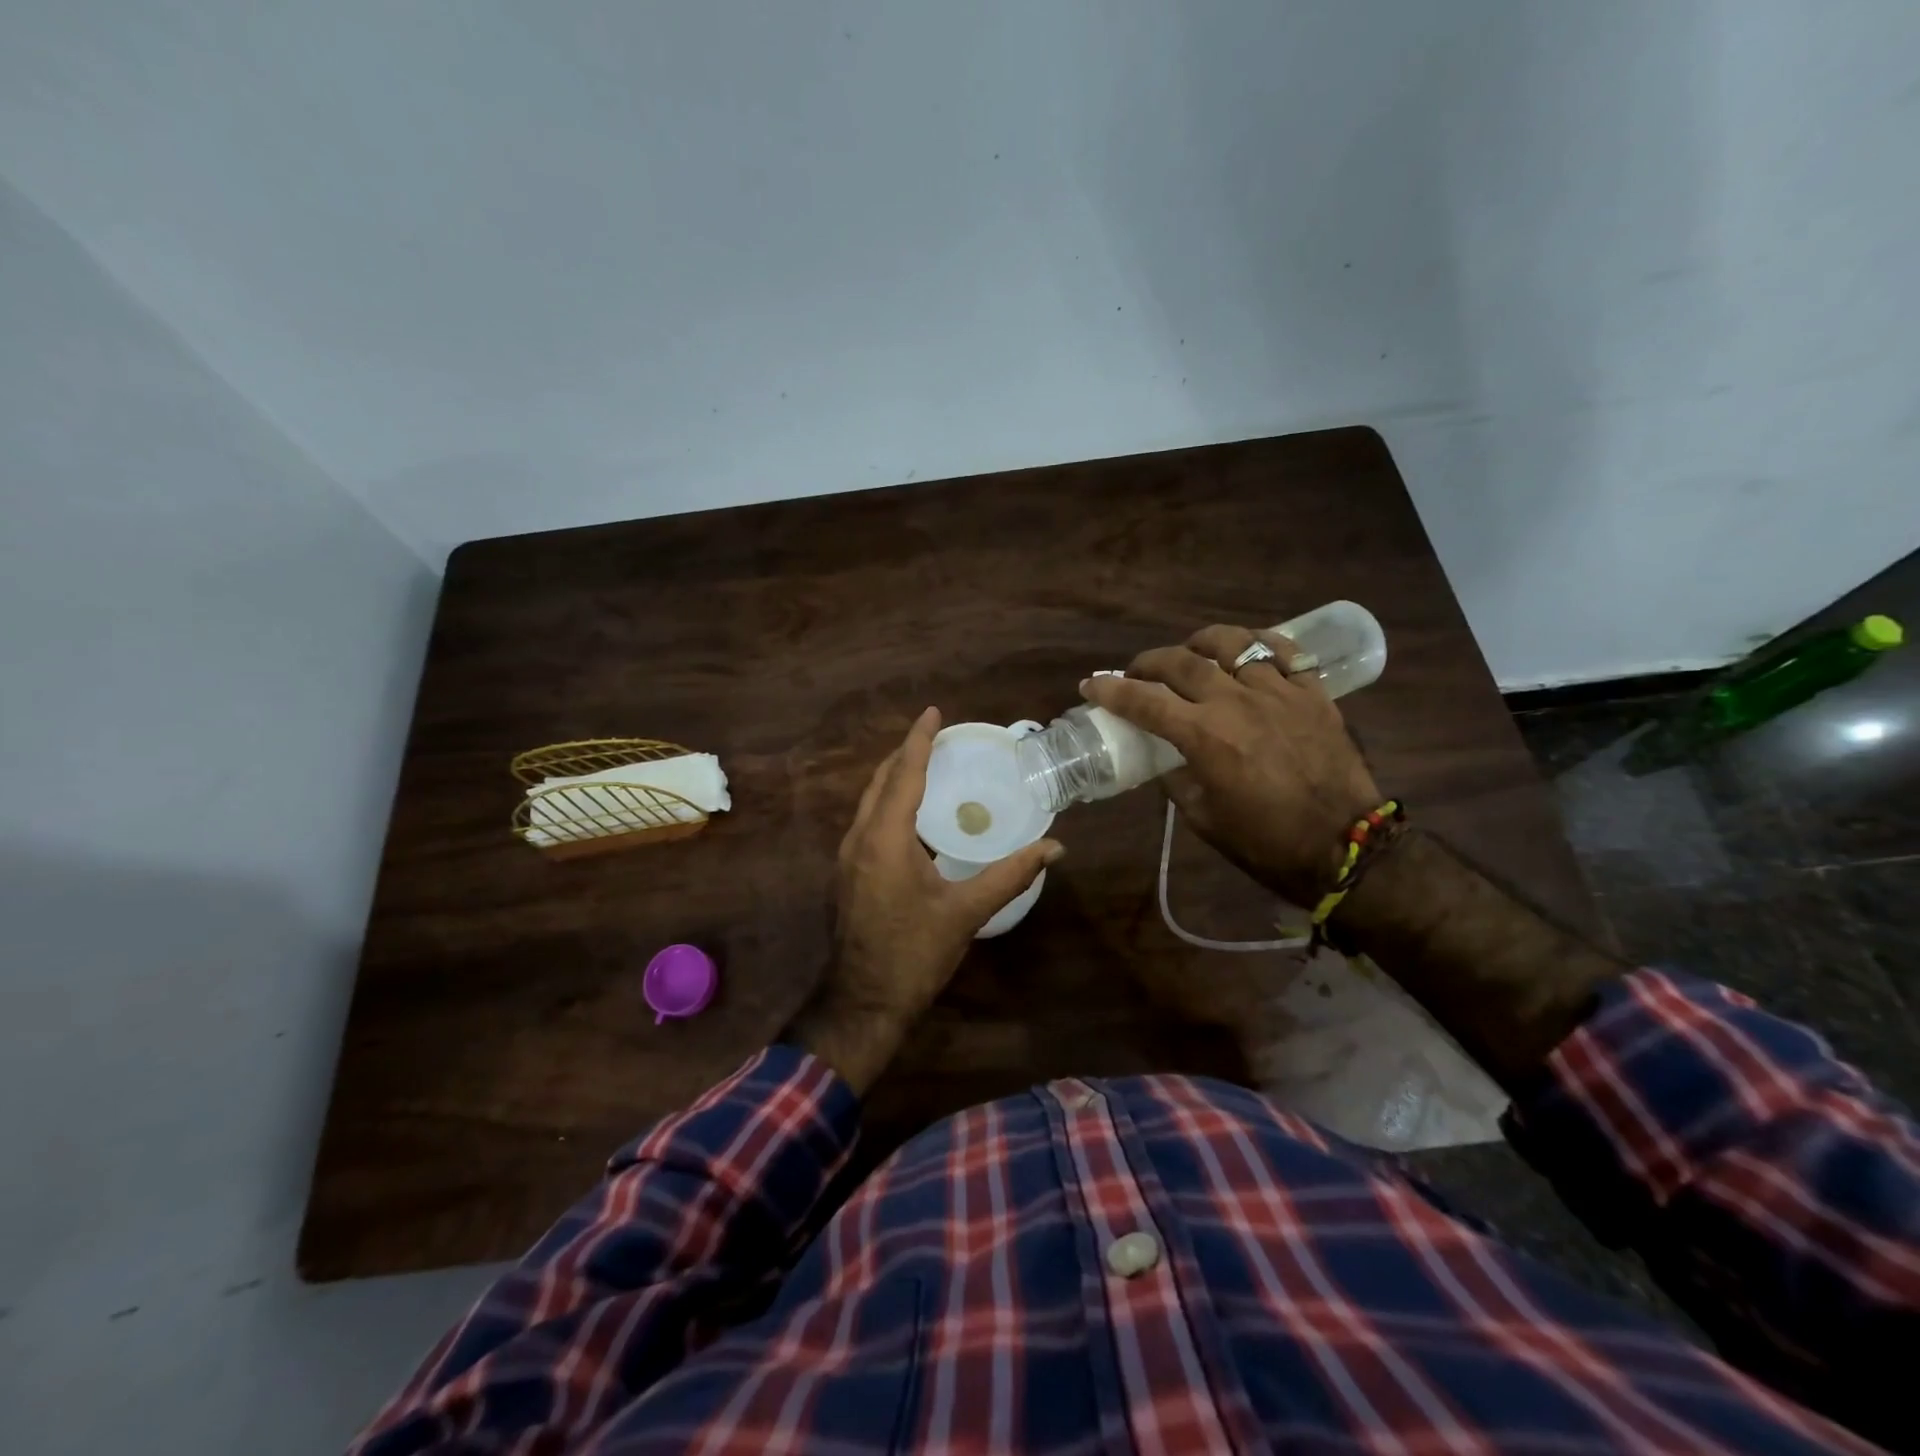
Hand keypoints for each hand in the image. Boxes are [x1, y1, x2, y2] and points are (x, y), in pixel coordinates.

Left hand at [785, 707, 1062, 1092]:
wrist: (863, 1002)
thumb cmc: (914, 954)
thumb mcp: (965, 913)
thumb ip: (1010, 875)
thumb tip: (1055, 847)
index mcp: (885, 839)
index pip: (903, 774)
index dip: (919, 740)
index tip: (933, 712)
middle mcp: (859, 838)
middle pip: (881, 781)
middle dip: (905, 754)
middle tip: (936, 737)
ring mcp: (847, 857)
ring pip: (870, 801)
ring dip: (895, 778)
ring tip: (927, 767)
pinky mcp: (848, 874)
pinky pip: (868, 822)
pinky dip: (889, 804)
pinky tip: (912, 816)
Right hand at [1080, 625, 1380, 907]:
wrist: (1345, 848)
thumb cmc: (1266, 842)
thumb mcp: (1204, 819)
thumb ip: (1177, 780)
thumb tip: (1164, 758)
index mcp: (1205, 737)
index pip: (1144, 701)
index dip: (1110, 690)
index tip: (1091, 684)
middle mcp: (1237, 703)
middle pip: (1181, 661)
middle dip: (1148, 662)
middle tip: (1137, 673)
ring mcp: (1279, 692)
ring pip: (1233, 643)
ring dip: (1201, 643)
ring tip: (1192, 652)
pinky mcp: (1313, 693)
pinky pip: (1284, 651)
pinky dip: (1259, 645)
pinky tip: (1248, 653)